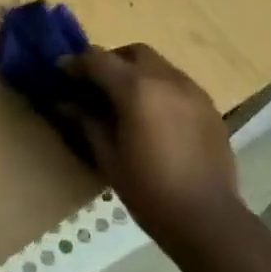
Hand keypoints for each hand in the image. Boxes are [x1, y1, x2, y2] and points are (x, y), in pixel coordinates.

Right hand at [61, 44, 244, 254]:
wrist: (207, 218)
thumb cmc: (149, 190)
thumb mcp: (108, 157)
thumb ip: (87, 122)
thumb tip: (66, 103)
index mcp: (137, 89)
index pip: (99, 60)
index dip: (76, 63)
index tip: (61, 72)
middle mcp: (166, 79)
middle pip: (133, 53)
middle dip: (111, 61)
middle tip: (95, 84)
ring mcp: (193, 91)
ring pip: (159, 66)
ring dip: (137, 73)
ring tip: (125, 102)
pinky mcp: (209, 107)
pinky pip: (177, 84)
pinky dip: (159, 89)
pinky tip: (153, 117)